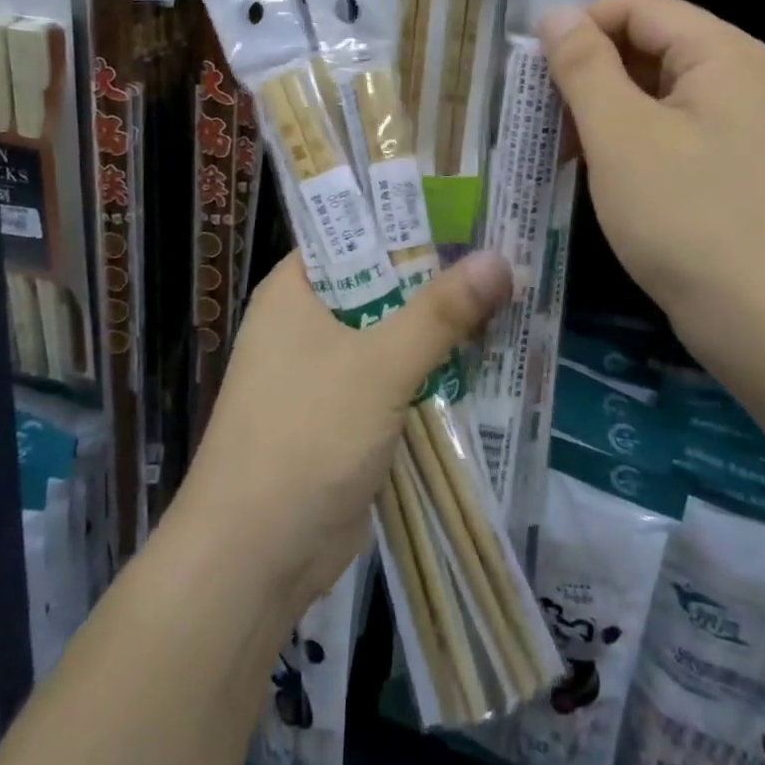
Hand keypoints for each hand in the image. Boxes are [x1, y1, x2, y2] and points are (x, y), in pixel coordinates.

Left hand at [173, 250, 510, 618]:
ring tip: (511, 293)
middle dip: (439, 274)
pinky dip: (434, 369)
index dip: (410, 215)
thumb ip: (440, 313)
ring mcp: (326, 369)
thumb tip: (500, 259)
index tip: (469, 205)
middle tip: (506, 248)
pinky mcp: (346, 413)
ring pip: (394, 330)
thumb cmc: (305, 437)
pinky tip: (487, 356)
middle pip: (383, 281)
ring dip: (442, 325)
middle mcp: (308, 319)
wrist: (253, 560)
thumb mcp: (379, 366)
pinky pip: (397, 375)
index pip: (357, 230)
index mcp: (296, 288)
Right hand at [538, 0, 764, 346]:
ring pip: (649, 94)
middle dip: (585, 73)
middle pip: (644, 46)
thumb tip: (554, 15)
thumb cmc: (687, 215)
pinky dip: (622, 143)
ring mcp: (732, 126)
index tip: (531, 70)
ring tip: (555, 148)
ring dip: (598, 111)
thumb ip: (583, 66)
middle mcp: (732, 78)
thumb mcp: (620, 134)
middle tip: (536, 115)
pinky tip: (591, 173)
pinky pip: (663, 132)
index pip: (635, 6)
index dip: (578, 27)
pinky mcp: (724, 168)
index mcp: (717, 52)